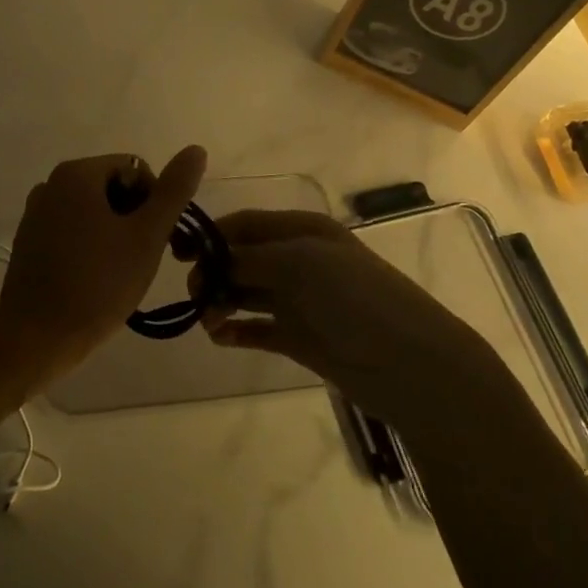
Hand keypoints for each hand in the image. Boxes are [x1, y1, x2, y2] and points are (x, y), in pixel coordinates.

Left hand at [0, 146, 207, 389]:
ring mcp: (36, 213)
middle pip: (113, 187)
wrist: (36, 338)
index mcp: (77, 174)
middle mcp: (51, 184)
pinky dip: (91, 246)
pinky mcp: (29, 242)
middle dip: (135, 217)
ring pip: (93, 212)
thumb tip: (196, 149)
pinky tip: (96, 280)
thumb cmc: (97, 284)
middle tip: (144, 258)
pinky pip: (72, 231)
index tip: (160, 239)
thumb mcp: (146, 236)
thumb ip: (173, 191)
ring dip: (115, 234)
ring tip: (122, 272)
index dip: (156, 201)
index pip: (135, 169)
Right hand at [198, 210, 496, 424]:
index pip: (246, 224)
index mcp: (304, 231)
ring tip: (208, 321)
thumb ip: (250, 258)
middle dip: (214, 272)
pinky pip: (257, 328)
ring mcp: (299, 300)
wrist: (409, 363)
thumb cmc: (355, 299)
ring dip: (221, 302)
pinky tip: (220, 337)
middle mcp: (299, 260)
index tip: (178, 255)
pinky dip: (236, 330)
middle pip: (242, 258)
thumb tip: (211, 259)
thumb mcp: (300, 263)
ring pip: (246, 294)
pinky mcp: (299, 337)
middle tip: (195, 296)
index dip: (212, 236)